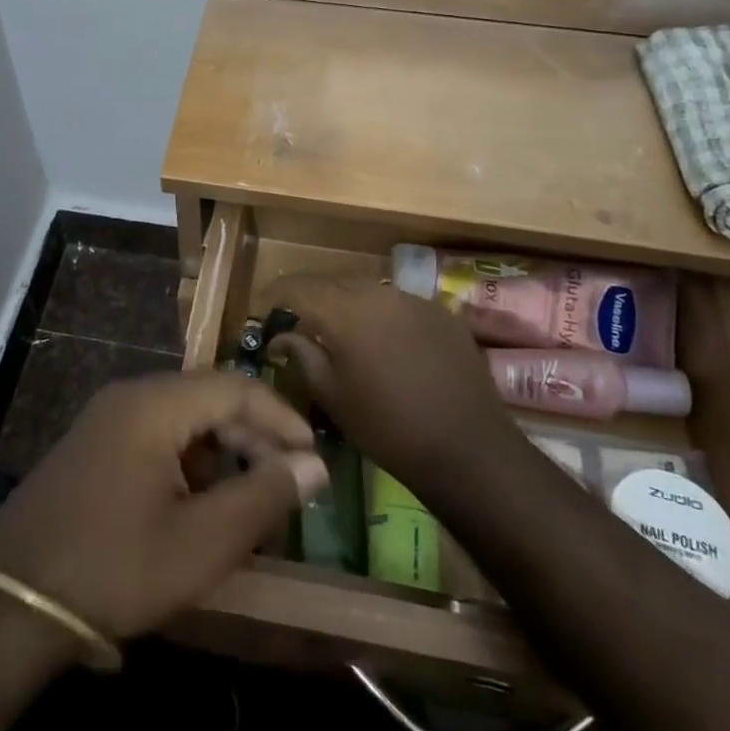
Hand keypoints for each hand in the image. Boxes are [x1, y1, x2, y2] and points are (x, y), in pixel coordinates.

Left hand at [0, 372, 326, 643]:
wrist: (10, 605)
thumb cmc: (115, 568)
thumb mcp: (201, 542)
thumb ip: (263, 496)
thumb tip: (314, 465)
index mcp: (154, 404)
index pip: (235, 387)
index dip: (281, 418)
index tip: (313, 457)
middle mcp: (128, 397)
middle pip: (207, 399)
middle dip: (252, 437)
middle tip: (287, 483)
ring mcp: (104, 420)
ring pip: (181, 419)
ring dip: (221, 452)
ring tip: (248, 501)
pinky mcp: (91, 448)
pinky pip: (154, 437)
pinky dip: (188, 462)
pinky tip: (198, 507)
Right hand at [262, 276, 512, 497]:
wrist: (466, 448)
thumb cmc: (387, 427)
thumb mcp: (332, 396)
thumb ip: (301, 354)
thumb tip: (280, 335)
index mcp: (344, 311)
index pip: (297, 286)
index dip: (275, 293)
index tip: (262, 307)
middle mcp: (377, 292)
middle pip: (333, 282)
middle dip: (311, 297)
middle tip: (298, 320)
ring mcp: (413, 298)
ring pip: (367, 288)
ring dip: (347, 303)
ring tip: (341, 329)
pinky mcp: (440, 311)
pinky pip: (398, 302)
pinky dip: (381, 313)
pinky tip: (385, 341)